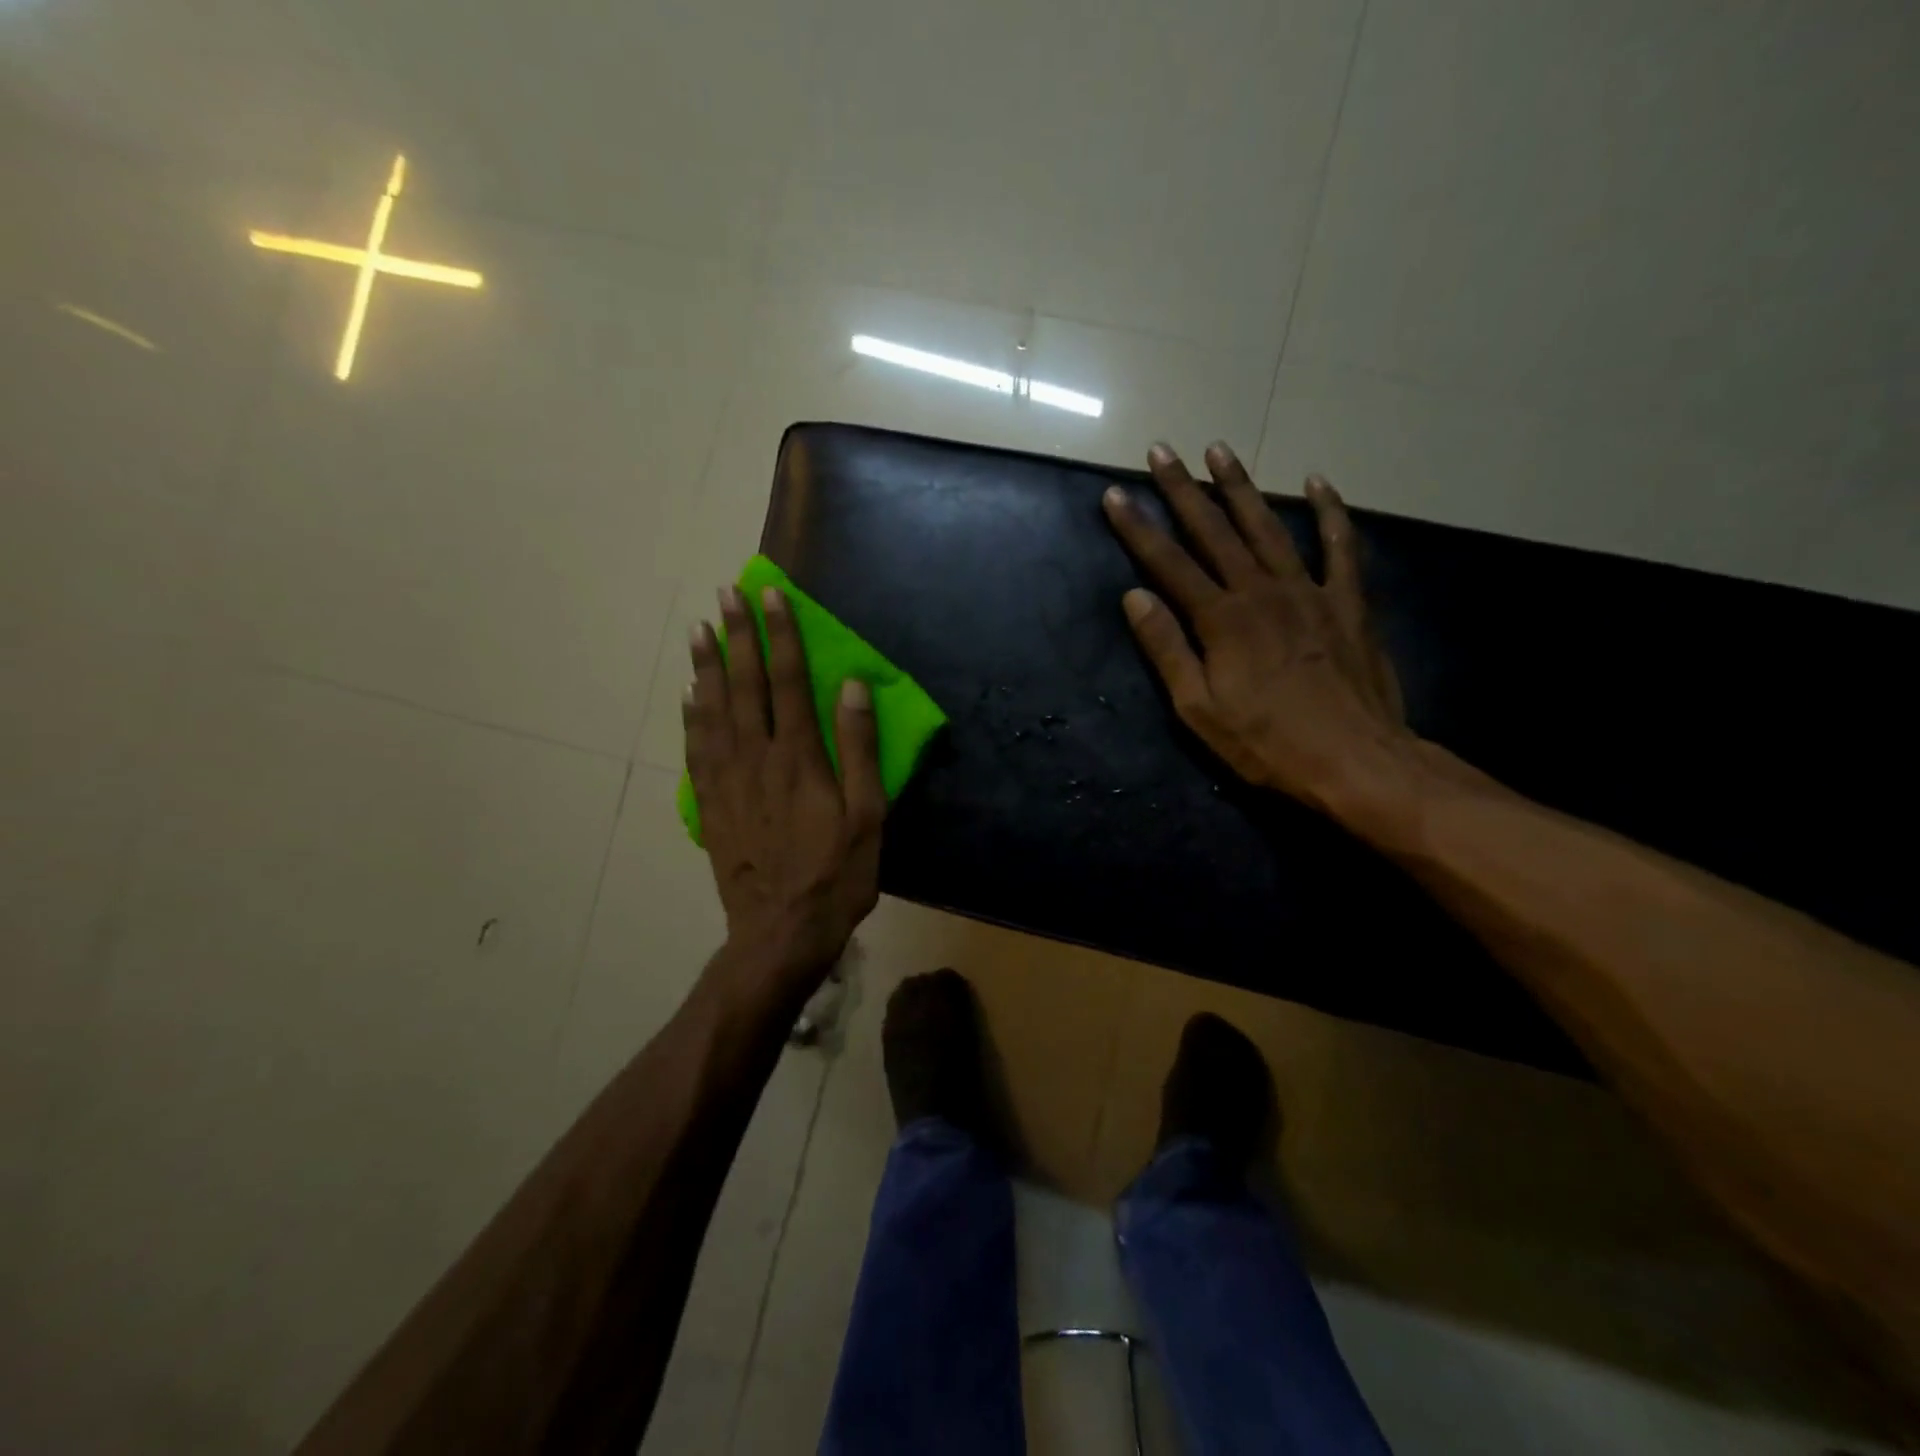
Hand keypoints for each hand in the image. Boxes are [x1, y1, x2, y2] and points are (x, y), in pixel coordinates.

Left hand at [685, 585, 885, 993]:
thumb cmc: (836, 874)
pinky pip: (696, 748)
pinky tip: (688, 694)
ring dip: (707, 666)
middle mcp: (757, 758)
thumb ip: (858, 748)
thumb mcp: (867, 815)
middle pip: (745, 685)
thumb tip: (853, 687)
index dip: (782, 635)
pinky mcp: (712, 803)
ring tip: (698, 630)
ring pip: (713, 710)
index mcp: (799, 757)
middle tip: (726, 595)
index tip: (772, 596)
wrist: (780, 931)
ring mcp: (727, 780)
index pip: (789, 681)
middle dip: (737, 636)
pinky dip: (691, 715)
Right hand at [1102, 441, 1413, 821]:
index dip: (1138, 528)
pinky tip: (1318, 483)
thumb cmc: (1267, 743)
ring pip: (1269, 527)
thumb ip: (1167, 649)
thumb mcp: (1199, 709)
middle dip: (1183, 490)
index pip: (1168, 563)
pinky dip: (1330, 513)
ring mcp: (1309, 591)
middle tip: (1161, 451)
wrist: (1355, 761)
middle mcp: (1261, 591)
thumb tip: (1135, 598)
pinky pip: (1340, 548)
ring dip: (1241, 487)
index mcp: (1221, 619)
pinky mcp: (1348, 603)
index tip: (1115, 495)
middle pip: (1214, 531)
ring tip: (1219, 450)